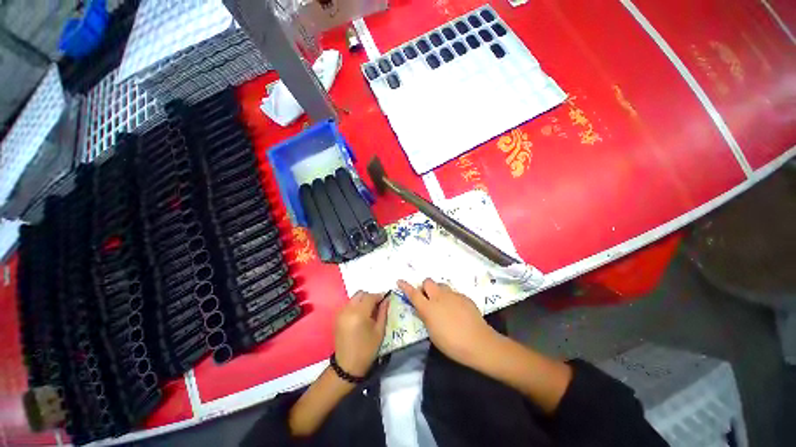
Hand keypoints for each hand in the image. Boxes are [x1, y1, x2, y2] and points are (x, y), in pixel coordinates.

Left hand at [334, 291, 389, 376]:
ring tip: (370, 312)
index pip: (370, 296)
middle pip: (361, 294)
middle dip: (370, 297)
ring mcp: (341, 313)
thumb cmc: (367, 350)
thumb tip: (387, 299)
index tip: (386, 300)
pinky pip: (349, 304)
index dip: (379, 296)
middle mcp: (348, 310)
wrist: (347, 366)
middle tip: (378, 306)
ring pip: (354, 298)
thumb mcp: (379, 331)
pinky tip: (361, 316)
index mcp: (359, 313)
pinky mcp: (338, 317)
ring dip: (363, 300)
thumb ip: (383, 312)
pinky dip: (356, 305)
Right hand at [398, 278, 498, 367]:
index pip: (413, 293)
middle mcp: (439, 297)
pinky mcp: (464, 296)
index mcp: (429, 308)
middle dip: (425, 287)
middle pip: (428, 282)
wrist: (479, 342)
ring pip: (441, 285)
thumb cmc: (452, 344)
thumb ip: (426, 317)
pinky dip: (451, 298)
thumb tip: (424, 309)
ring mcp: (453, 295)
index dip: (405, 286)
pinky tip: (457, 311)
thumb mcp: (433, 333)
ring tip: (443, 305)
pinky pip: (453, 293)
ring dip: (438, 292)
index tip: (400, 280)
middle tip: (427, 299)